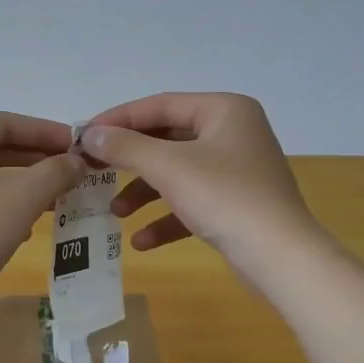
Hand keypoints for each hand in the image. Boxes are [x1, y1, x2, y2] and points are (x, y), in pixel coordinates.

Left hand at [0, 112, 81, 328]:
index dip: (46, 131)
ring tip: (60, 198)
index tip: (78, 145)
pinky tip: (28, 228)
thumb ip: (55, 172)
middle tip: (74, 171)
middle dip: (38, 159)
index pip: (6, 122)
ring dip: (27, 184)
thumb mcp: (22, 197)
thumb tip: (78, 162)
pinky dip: (7, 206)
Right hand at [81, 93, 323, 279]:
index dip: (119, 119)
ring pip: (178, 174)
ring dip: (144, 193)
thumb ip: (125, 147)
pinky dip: (167, 218)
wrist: (280, 256)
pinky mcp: (237, 204)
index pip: (160, 105)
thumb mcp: (168, 167)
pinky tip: (142, 242)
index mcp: (224, 110)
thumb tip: (89, 135)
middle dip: (130, 161)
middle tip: (93, 171)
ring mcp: (237, 170)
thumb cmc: (224, 197)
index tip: (83, 136)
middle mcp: (233, 133)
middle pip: (167, 140)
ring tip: (116, 213)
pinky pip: (193, 203)